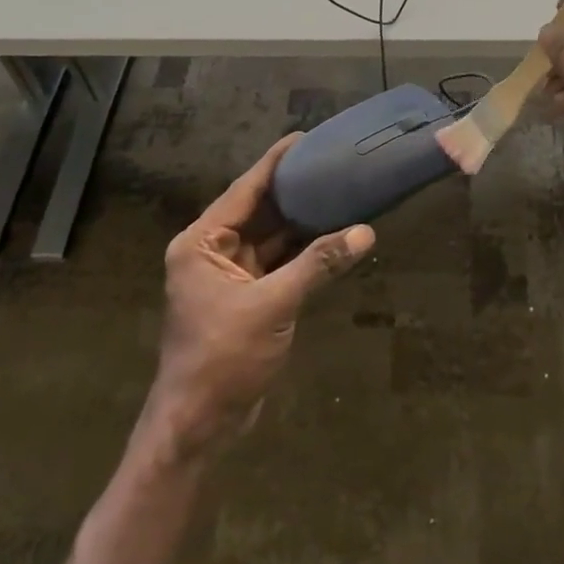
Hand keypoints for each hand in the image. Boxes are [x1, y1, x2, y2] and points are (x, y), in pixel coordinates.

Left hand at [144, 135, 373, 459]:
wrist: (199, 426)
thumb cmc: (222, 358)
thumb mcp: (272, 305)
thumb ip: (318, 265)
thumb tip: (365, 232)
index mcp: (202, 242)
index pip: (244, 190)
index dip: (275, 163)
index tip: (304, 137)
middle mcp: (212, 251)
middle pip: (258, 210)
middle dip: (293, 189)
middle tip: (331, 161)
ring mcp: (229, 276)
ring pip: (270, 237)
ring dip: (301, 221)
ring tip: (338, 189)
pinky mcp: (246, 298)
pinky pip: (278, 262)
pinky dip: (303, 251)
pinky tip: (332, 234)